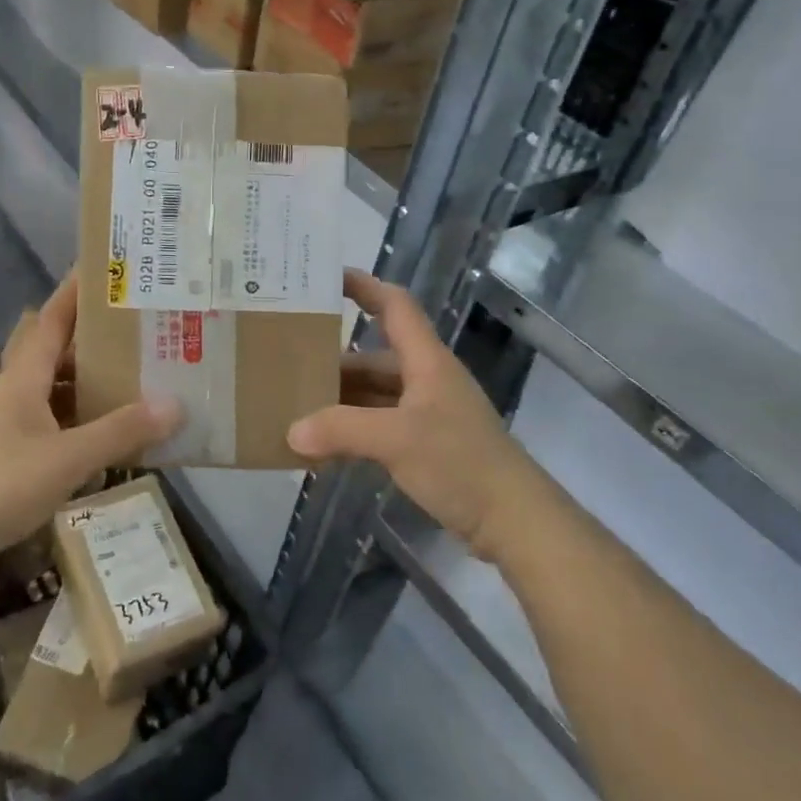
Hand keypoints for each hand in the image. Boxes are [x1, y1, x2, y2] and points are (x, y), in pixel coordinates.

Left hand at [0, 275, 181, 567]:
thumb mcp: (67, 459)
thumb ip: (120, 432)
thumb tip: (175, 405)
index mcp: (22, 378)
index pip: (52, 320)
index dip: (75, 292)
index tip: (103, 269)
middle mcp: (11, 391)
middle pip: (53, 351)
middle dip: (90, 337)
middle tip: (133, 329)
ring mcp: (3, 423)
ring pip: (51, 388)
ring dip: (84, 380)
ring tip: (128, 377)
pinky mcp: (1, 453)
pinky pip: (48, 421)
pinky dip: (75, 418)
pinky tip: (98, 433)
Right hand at [288, 271, 546, 558]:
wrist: (513, 520)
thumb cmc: (460, 463)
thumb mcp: (397, 440)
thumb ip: (341, 430)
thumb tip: (291, 432)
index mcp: (426, 362)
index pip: (395, 307)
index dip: (364, 287)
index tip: (325, 279)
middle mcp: (426, 380)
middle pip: (374, 358)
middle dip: (334, 361)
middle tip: (287, 364)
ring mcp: (427, 415)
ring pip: (374, 396)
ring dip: (340, 402)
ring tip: (294, 408)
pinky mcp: (426, 446)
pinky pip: (378, 427)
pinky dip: (352, 432)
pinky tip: (322, 449)